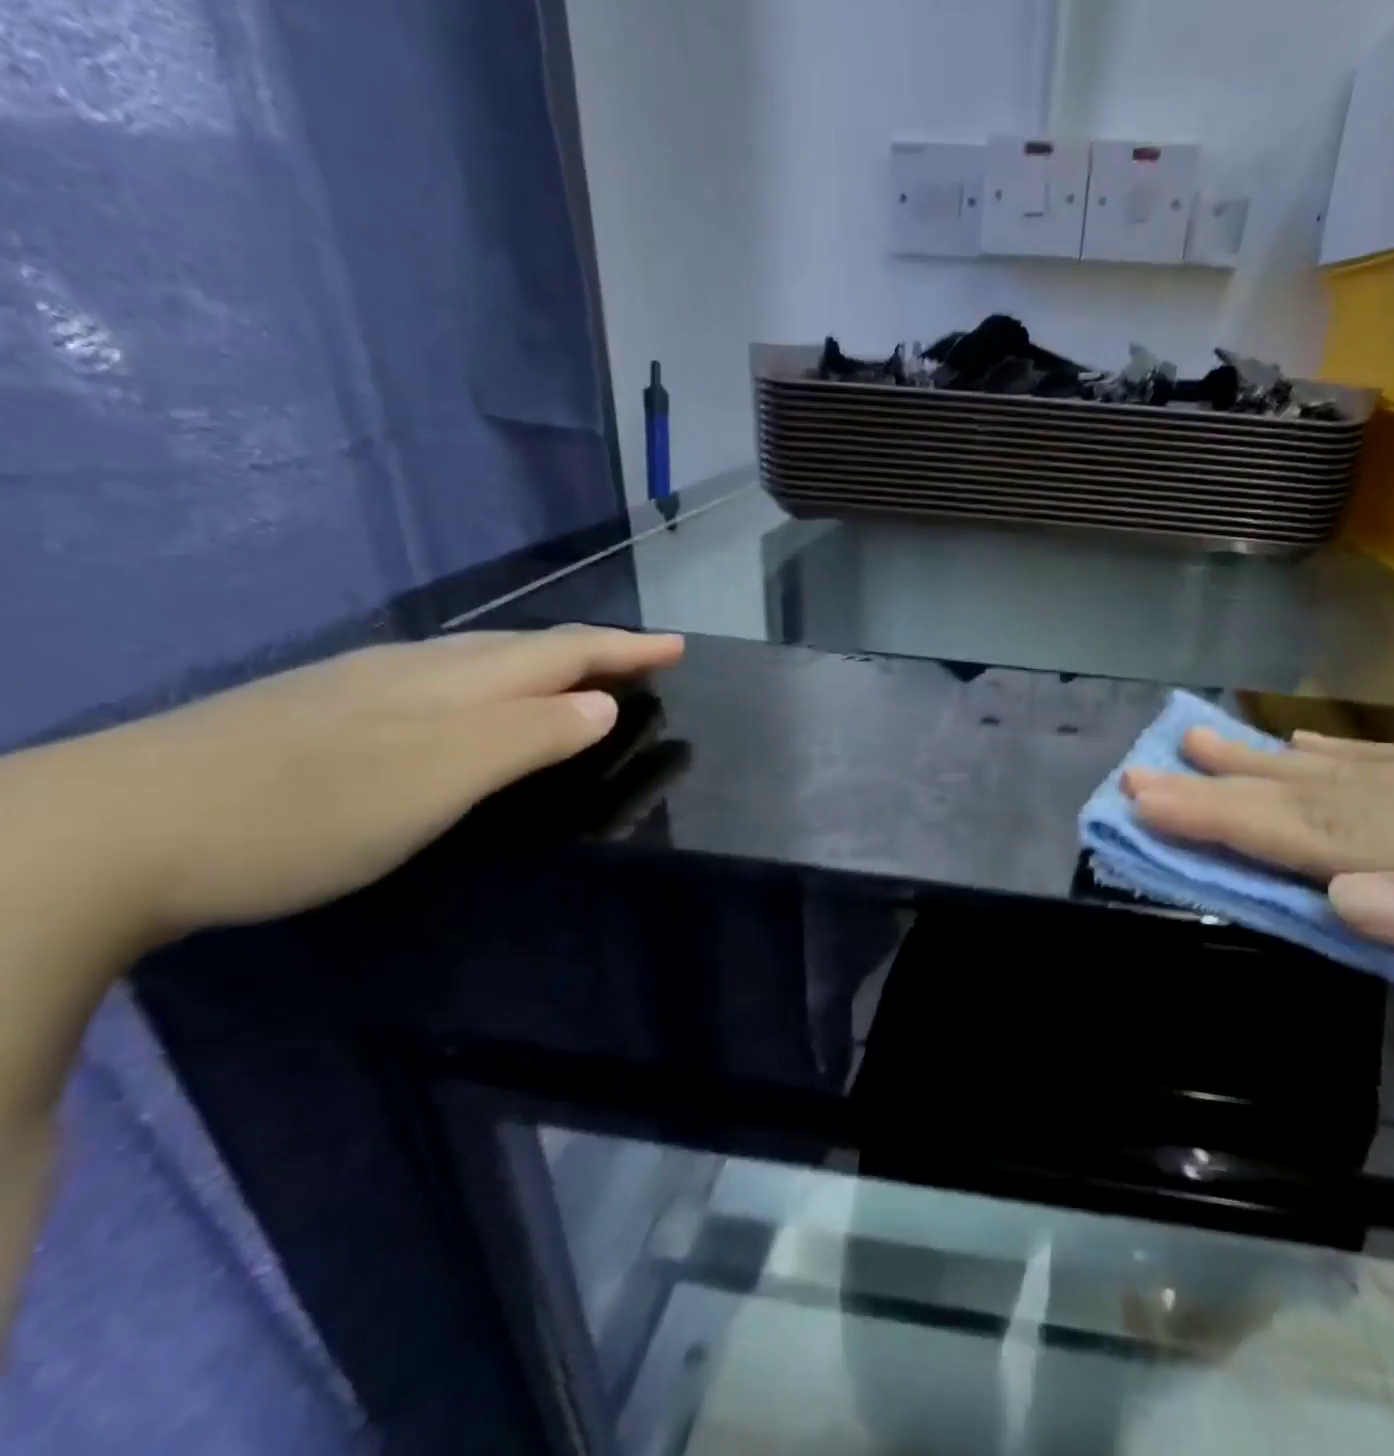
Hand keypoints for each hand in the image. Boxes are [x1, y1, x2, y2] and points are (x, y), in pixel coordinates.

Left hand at [6, 626, 682, 947]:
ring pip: (478, 659)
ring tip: (577, 676)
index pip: (561, 651)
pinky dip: (491, 684)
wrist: (116, 829)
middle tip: (642, 660)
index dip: (625, 648)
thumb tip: (602, 705)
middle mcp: (413, 669)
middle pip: (523, 646)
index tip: (679, 646)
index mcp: (452, 681)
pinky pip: (441, 681)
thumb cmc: (308, 809)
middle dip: (593, 648)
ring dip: (542, 663)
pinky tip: (472, 704)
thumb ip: (529, 737)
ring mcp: (361, 686)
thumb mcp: (442, 777)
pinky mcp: (323, 712)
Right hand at [1123, 730, 1393, 1025]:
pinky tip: (1310, 752)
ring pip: (1345, 781)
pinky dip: (1340, 763)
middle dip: (1218, 788)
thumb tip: (1344, 899)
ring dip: (1263, 768)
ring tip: (1199, 742)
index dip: (1223, 818)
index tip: (1144, 802)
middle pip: (1311, 797)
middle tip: (1141, 767)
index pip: (1316, 828)